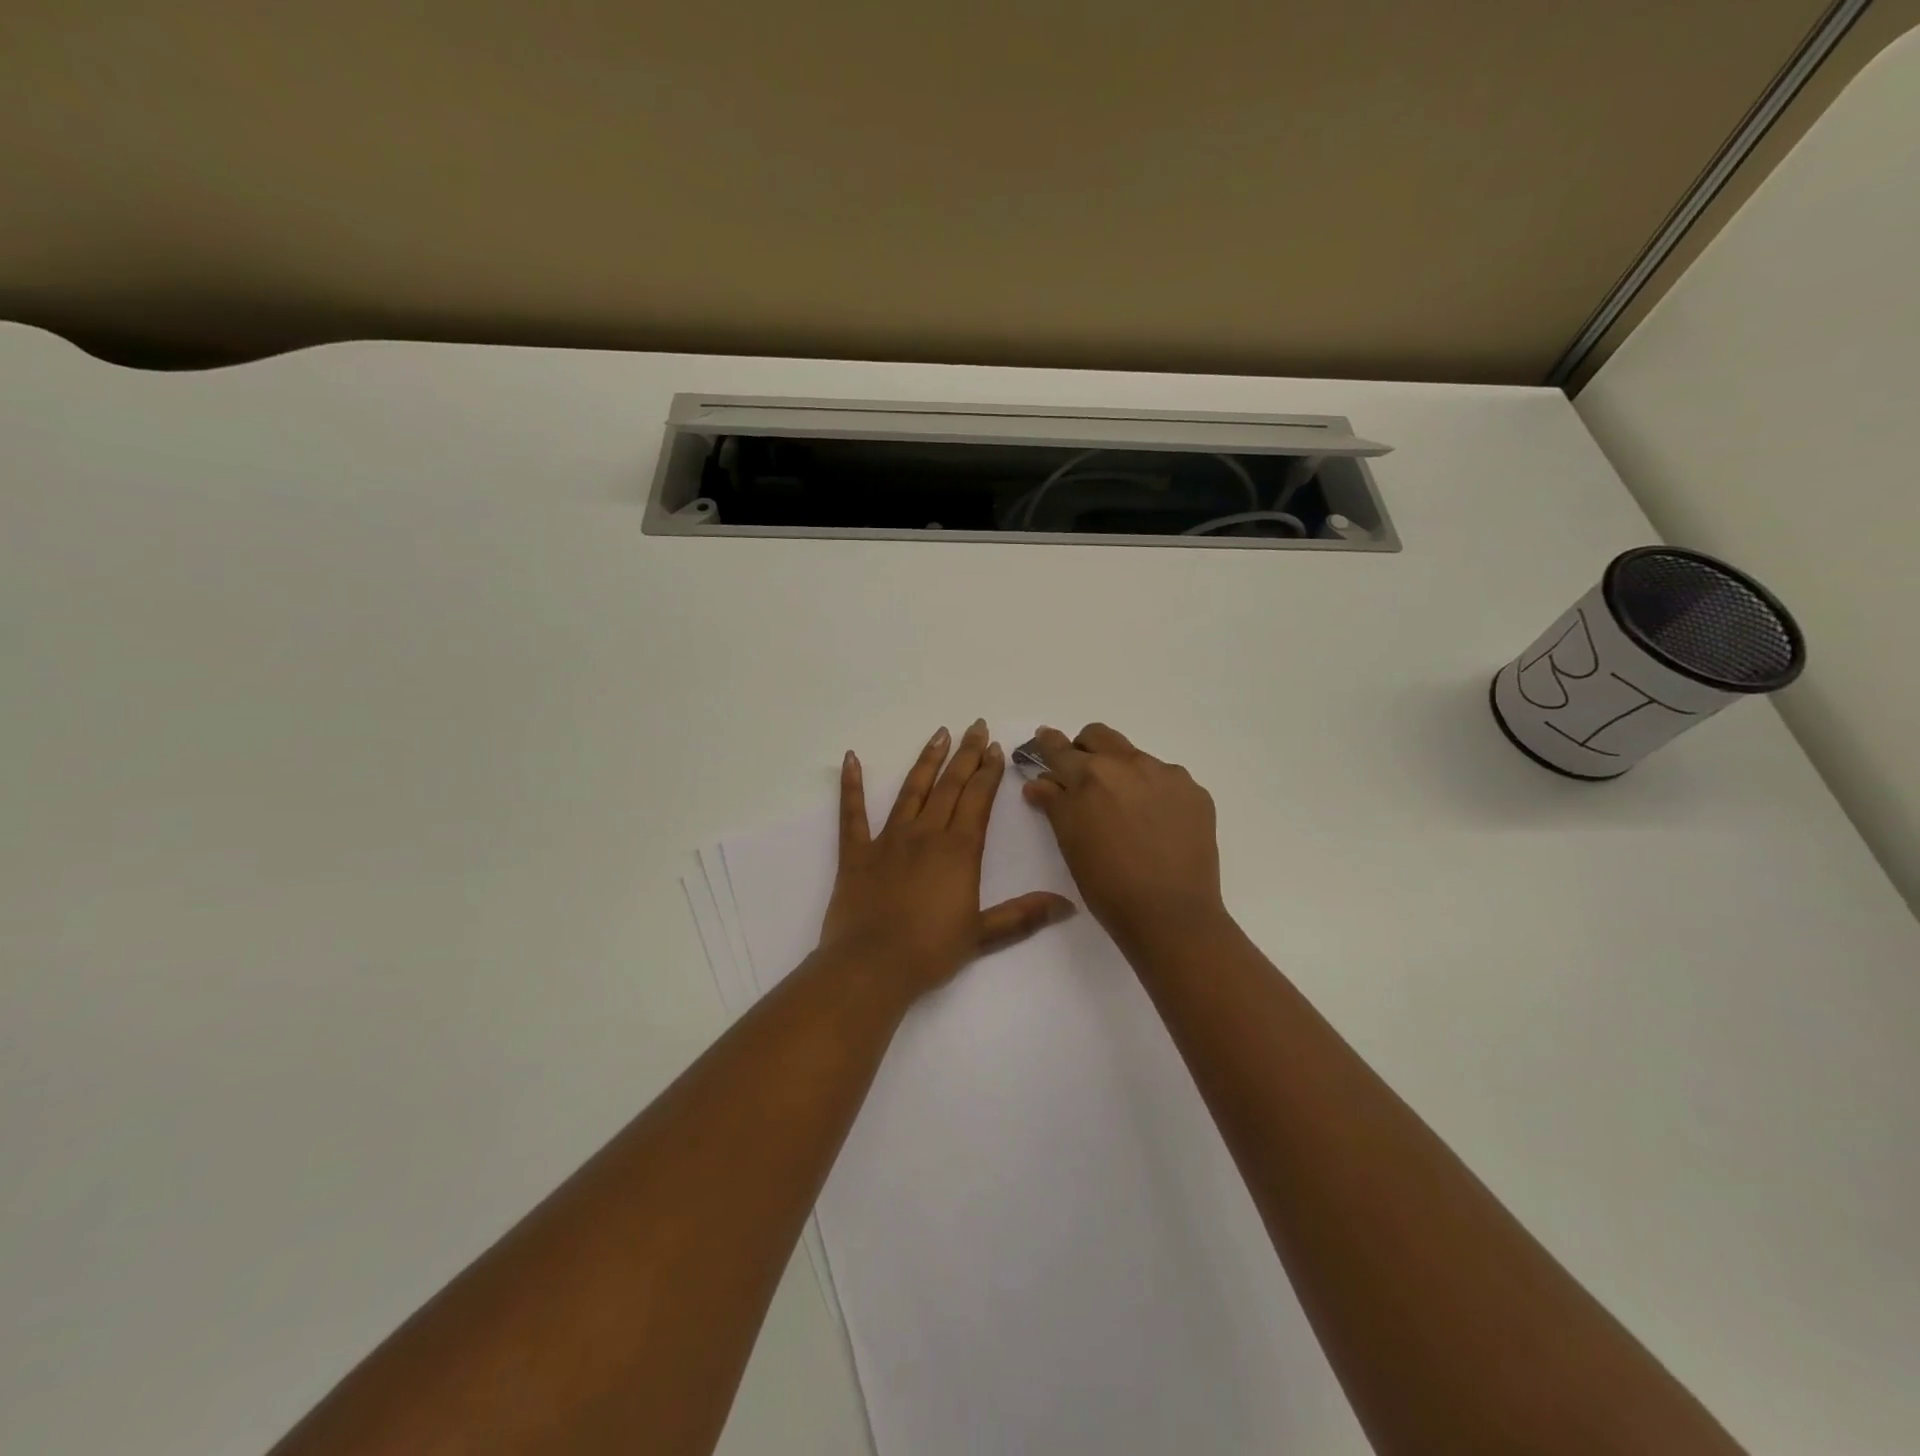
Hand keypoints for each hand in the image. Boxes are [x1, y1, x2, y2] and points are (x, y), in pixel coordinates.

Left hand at [820, 720, 1075, 1000]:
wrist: (872, 967)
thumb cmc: (930, 951)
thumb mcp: (983, 935)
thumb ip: (1024, 915)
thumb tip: (1068, 905)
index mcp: (959, 850)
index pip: (978, 800)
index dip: (989, 772)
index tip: (996, 748)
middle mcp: (926, 834)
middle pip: (950, 786)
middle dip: (966, 755)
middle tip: (976, 727)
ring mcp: (888, 839)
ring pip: (911, 790)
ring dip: (927, 760)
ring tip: (940, 733)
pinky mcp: (856, 852)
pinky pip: (852, 812)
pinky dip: (851, 785)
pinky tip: (851, 758)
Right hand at [1023, 723, 1228, 952]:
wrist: (1171, 914)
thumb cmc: (1107, 884)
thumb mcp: (1070, 843)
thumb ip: (1053, 804)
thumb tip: (1038, 782)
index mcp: (1089, 776)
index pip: (1060, 749)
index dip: (1048, 743)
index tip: (1044, 739)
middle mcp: (1128, 763)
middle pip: (1099, 736)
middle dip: (1085, 748)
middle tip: (1083, 777)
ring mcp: (1166, 774)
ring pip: (1134, 756)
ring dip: (1122, 771)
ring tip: (1125, 810)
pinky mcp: (1194, 791)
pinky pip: (1166, 778)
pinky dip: (1154, 791)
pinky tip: (1156, 824)